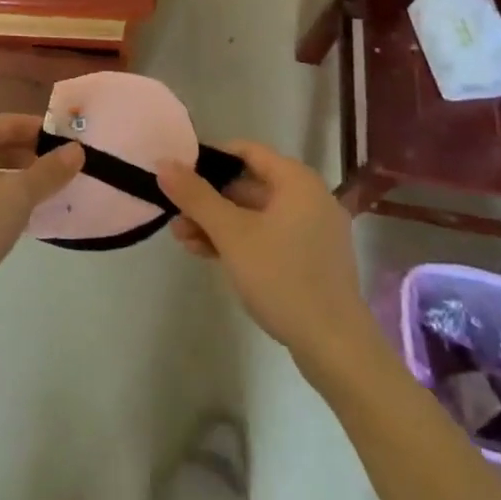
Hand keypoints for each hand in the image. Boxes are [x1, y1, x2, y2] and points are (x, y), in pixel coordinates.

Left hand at [0, 114, 82, 320]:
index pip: (12, 122)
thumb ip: (49, 171)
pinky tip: (9, 216)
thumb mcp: (18, 196)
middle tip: (59, 173)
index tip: (69, 146)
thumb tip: (76, 149)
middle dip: (29, 156)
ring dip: (12, 177)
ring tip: (39, 195)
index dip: (43, 131)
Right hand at [157, 142, 371, 375]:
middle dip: (208, 199)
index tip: (178, 172)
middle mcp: (309, 197)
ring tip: (182, 238)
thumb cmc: (283, 278)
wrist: (336, 348)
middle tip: (174, 212)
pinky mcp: (311, 260)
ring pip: (255, 214)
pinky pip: (268, 236)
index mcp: (296, 181)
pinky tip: (207, 254)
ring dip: (218, 223)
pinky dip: (240, 240)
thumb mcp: (231, 234)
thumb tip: (163, 162)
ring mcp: (313, 230)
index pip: (246, 151)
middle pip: (248, 184)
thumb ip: (196, 196)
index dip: (209, 158)